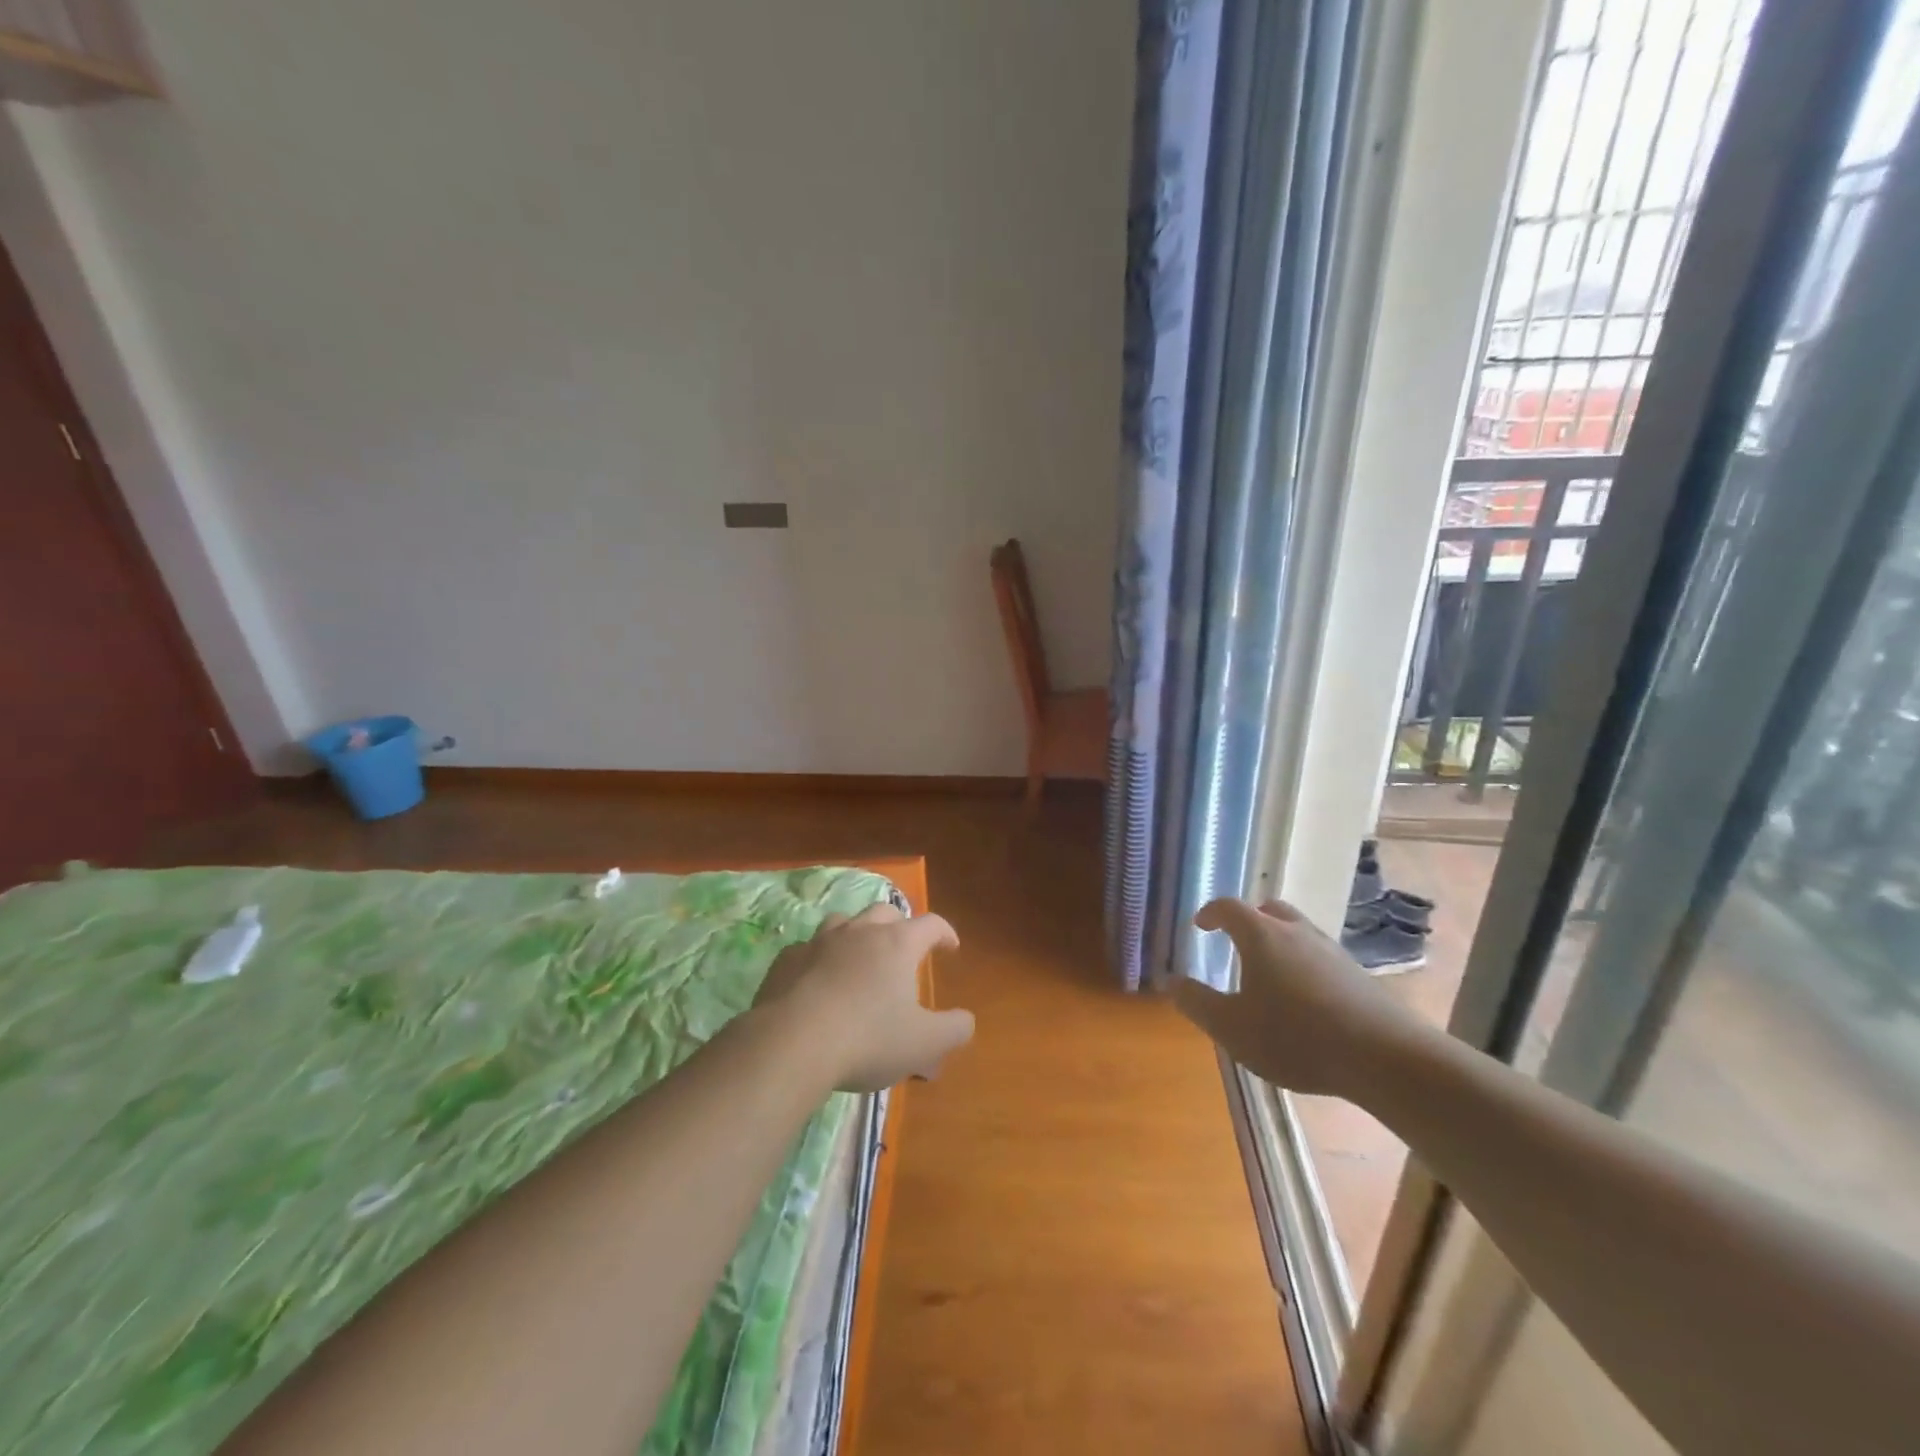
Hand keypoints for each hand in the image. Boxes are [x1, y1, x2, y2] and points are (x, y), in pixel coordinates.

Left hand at [753, 904, 973, 1092]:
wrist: (791, 1043)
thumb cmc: (868, 1039)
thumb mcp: (925, 1043)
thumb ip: (954, 1029)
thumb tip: (965, 1020)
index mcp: (898, 944)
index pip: (931, 924)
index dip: (945, 933)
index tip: (950, 947)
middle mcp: (860, 931)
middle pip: (885, 913)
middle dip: (899, 926)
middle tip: (904, 949)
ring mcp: (819, 941)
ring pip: (843, 921)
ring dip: (856, 934)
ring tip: (859, 957)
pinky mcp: (787, 959)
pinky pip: (808, 949)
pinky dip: (819, 958)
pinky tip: (817, 980)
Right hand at [1175, 898, 1426, 1099]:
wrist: (1386, 1057)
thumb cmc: (1296, 1037)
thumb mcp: (1233, 1027)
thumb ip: (1198, 1003)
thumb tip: (1171, 981)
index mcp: (1261, 935)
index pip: (1229, 907)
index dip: (1211, 913)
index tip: (1200, 925)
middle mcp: (1296, 932)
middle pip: (1268, 910)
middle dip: (1248, 920)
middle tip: (1235, 941)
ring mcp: (1331, 951)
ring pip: (1297, 932)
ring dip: (1278, 942)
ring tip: (1268, 973)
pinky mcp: (1357, 974)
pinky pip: (1319, 956)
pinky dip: (1303, 965)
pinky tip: (1303, 999)